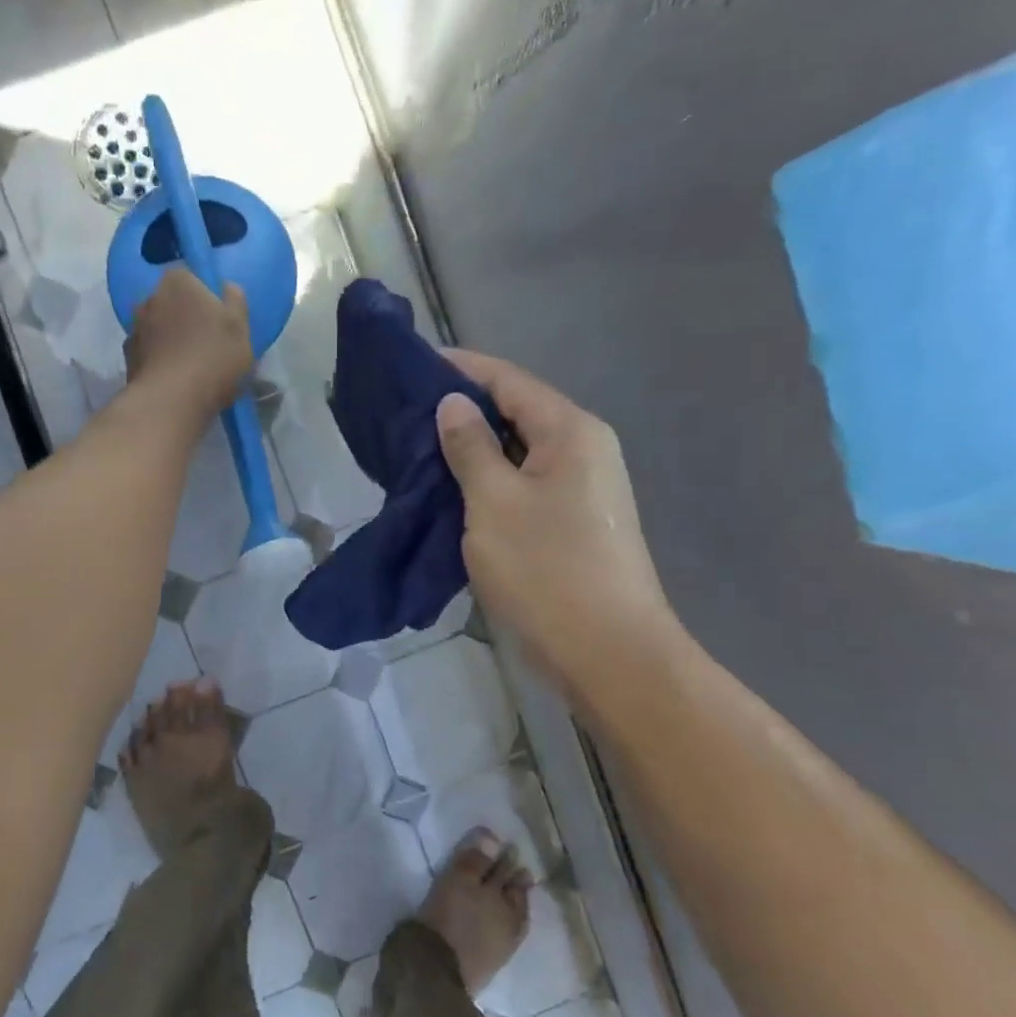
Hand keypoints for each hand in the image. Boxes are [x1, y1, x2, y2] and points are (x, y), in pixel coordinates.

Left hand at [124, 268, 253, 419]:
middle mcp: (149, 297)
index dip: (205, 294)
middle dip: (186, 317)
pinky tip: (175, 381)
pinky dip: (160, 361)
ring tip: (191, 367)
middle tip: (208, 343)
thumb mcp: (240, 327)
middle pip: (172, 303)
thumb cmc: (213, 358)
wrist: (171, 402)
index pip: (190, 276)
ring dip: (171, 340)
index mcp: (178, 281)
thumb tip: (226, 287)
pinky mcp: (128, 359)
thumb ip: (235, 300)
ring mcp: (134, 328)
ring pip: (159, 329)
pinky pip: (150, 353)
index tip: (218, 317)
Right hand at [437, 350, 679, 680]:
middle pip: (517, 413)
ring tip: (420, 451)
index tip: (414, 365)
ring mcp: (583, 489)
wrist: (608, 651)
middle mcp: (584, 450)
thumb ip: (470, 447)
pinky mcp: (573, 523)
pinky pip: (524, 485)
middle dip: (463, 410)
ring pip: (518, 453)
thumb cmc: (547, 569)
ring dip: (473, 450)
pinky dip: (488, 482)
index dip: (461, 368)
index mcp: (570, 431)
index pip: (509, 381)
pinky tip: (453, 492)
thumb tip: (454, 404)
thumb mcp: (494, 502)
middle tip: (407, 415)